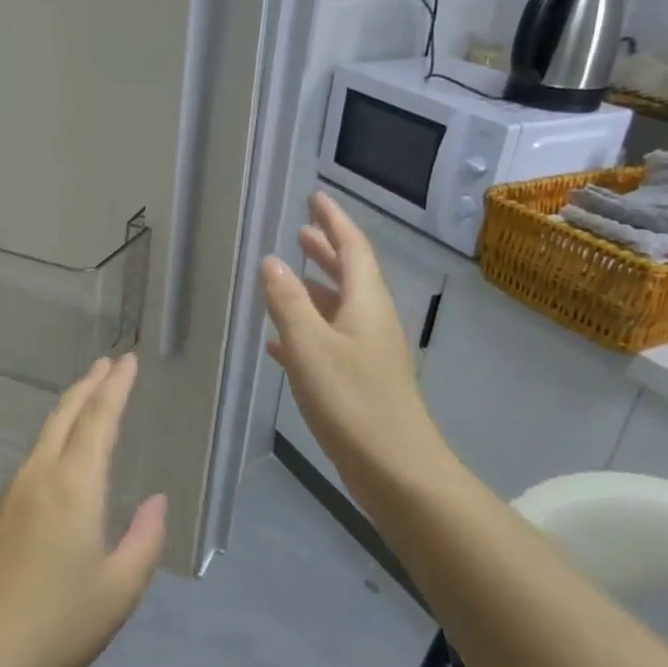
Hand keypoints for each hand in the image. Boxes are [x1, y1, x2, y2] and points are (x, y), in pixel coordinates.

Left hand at [0, 355, 166, 666]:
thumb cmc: (59, 624)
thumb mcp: (120, 588)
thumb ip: (144, 539)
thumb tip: (156, 501)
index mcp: (73, 486)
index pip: (98, 419)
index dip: (116, 386)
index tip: (128, 360)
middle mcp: (37, 477)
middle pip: (64, 415)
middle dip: (89, 385)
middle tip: (108, 364)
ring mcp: (9, 494)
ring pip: (43, 437)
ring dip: (69, 411)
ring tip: (88, 402)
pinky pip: (30, 463)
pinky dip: (53, 443)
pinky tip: (60, 463)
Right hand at [262, 191, 456, 493]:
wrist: (396, 469)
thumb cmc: (352, 400)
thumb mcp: (310, 346)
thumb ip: (288, 302)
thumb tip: (271, 261)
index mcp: (365, 304)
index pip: (352, 248)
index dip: (333, 221)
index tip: (316, 197)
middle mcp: (371, 321)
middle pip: (349, 274)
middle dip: (325, 251)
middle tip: (301, 231)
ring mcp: (367, 352)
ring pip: (337, 308)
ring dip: (313, 288)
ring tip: (286, 276)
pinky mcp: (359, 381)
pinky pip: (328, 341)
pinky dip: (306, 330)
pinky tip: (279, 341)